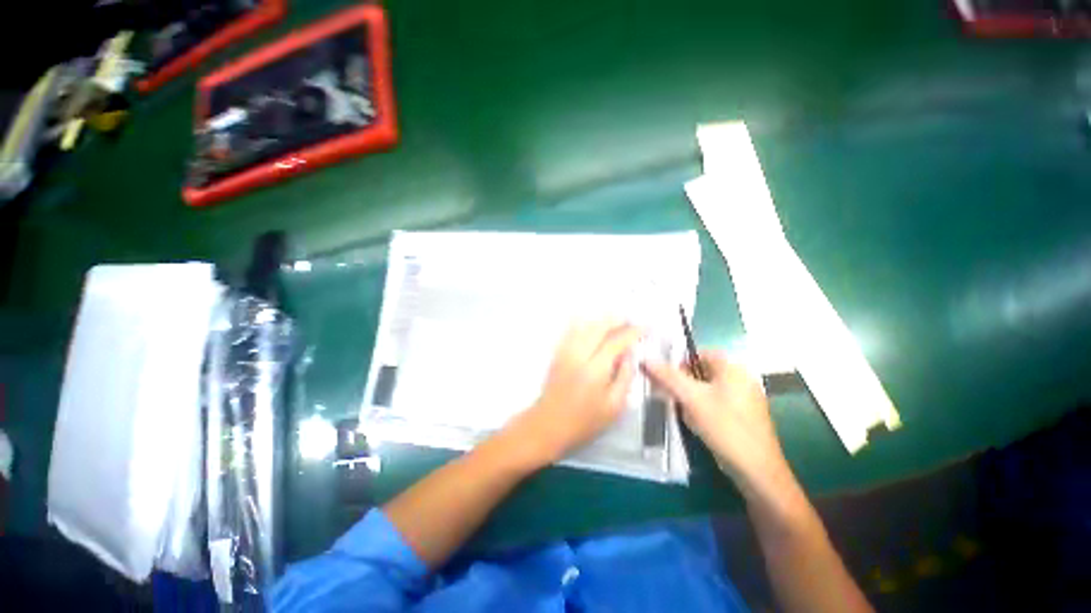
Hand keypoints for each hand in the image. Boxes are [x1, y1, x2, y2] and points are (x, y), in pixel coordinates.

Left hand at [506, 321, 641, 466]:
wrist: (549, 423)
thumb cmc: (585, 420)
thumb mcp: (614, 406)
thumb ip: (625, 376)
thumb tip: (630, 354)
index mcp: (595, 369)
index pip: (616, 342)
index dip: (632, 332)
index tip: (645, 327)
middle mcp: (579, 354)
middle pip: (598, 327)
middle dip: (617, 320)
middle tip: (631, 321)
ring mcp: (565, 351)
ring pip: (584, 325)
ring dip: (601, 320)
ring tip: (616, 321)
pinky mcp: (557, 352)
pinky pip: (571, 330)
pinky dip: (584, 323)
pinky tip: (592, 324)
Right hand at [643, 351, 790, 497]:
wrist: (756, 470)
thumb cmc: (724, 427)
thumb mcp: (691, 398)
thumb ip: (667, 376)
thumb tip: (645, 359)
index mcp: (732, 367)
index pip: (699, 353)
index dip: (680, 363)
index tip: (667, 379)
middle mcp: (742, 377)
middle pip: (702, 371)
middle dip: (685, 384)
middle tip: (675, 398)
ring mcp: (746, 397)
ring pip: (708, 389)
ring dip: (692, 398)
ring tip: (686, 413)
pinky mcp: (745, 415)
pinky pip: (717, 402)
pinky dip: (704, 408)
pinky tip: (699, 424)